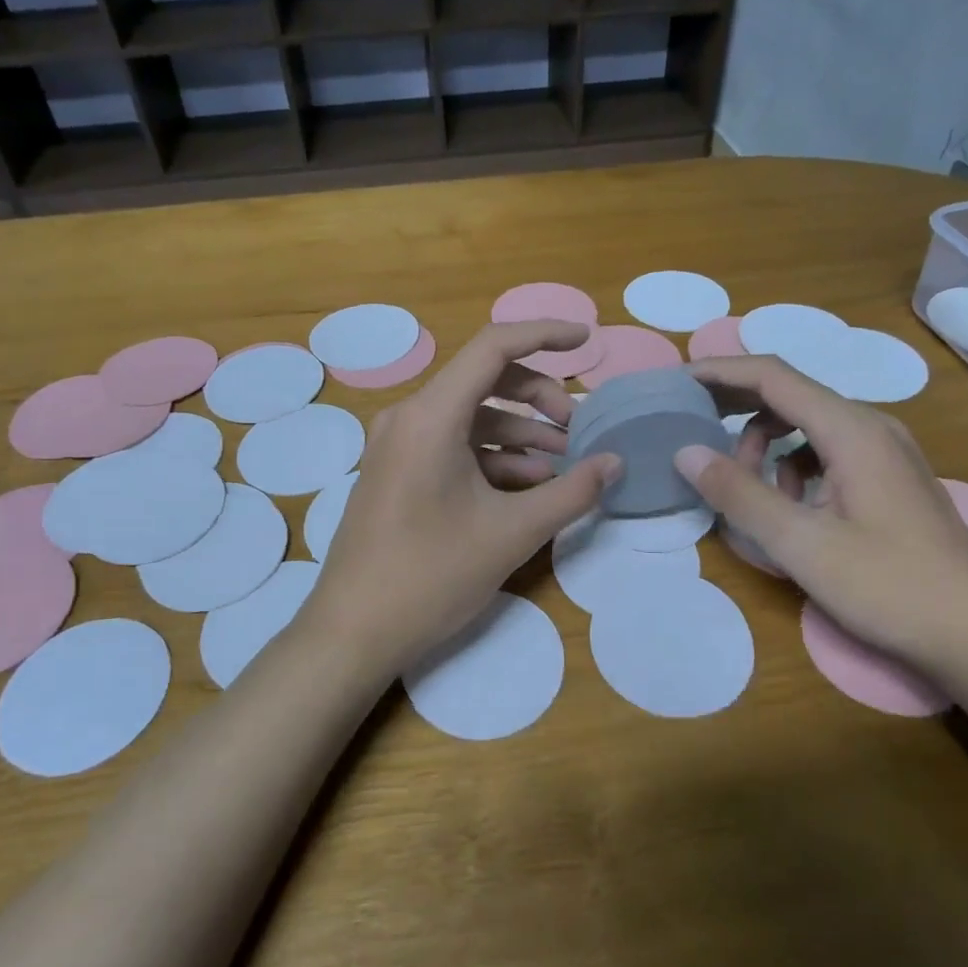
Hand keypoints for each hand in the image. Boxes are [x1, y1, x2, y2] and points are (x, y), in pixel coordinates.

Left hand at [298, 321, 621, 680]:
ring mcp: (398, 445)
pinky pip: (452, 446)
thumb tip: (615, 463)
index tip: (586, 340)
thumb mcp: (511, 533)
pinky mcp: (397, 472)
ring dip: (519, 434)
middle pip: (484, 381)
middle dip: (537, 398)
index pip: (494, 347)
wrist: (352, 632)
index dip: (544, 334)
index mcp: (431, 416)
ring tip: (562, 465)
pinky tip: (526, 486)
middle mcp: (409, 417)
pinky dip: (491, 457)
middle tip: (577, 429)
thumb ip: (571, 492)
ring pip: (470, 418)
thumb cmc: (431, 575)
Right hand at [676, 355, 967, 679]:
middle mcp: (871, 426)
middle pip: (790, 393)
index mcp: (851, 429)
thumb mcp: (801, 544)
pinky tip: (789, 506)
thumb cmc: (890, 587)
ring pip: (807, 425)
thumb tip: (686, 452)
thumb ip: (740, 494)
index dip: (720, 371)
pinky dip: (793, 465)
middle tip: (691, 425)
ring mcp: (885, 451)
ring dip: (765, 444)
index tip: (677, 380)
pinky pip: (826, 450)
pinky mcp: (889, 477)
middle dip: (736, 405)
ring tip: (745, 489)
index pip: (773, 376)